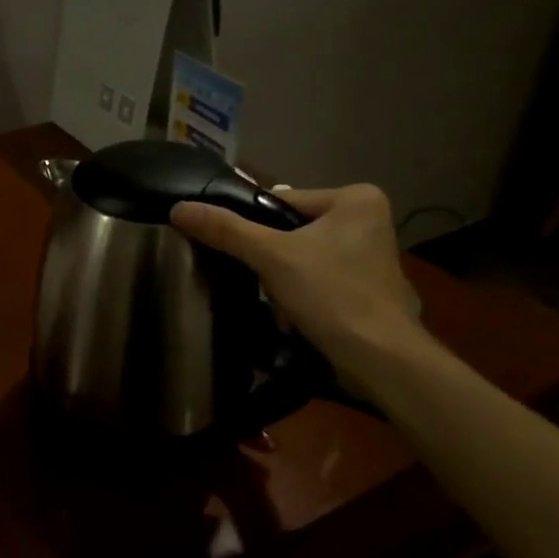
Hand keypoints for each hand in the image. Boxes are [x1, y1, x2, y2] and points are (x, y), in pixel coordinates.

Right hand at [170, 184, 426, 385]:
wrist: (380, 359)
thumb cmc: (332, 295)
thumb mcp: (271, 257)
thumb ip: (226, 230)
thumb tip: (178, 208)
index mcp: (355, 198)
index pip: (281, 201)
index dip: (254, 227)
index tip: (242, 253)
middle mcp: (368, 218)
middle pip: (290, 230)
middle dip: (271, 259)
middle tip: (263, 283)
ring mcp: (369, 254)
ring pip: (301, 256)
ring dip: (282, 279)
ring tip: (278, 304)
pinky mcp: (366, 285)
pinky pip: (318, 277)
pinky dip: (302, 293)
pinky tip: (295, 314)